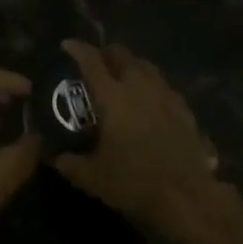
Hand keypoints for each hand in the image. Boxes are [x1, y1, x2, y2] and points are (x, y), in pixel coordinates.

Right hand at [52, 40, 226, 238]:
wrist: (188, 198)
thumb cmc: (135, 183)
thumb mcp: (93, 178)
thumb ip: (70, 163)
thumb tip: (54, 156)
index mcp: (113, 96)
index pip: (91, 61)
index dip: (77, 49)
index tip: (66, 45)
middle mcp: (139, 86)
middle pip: (121, 54)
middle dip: (106, 53)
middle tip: (96, 63)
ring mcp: (165, 95)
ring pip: (145, 65)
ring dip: (130, 65)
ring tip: (122, 78)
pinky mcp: (184, 109)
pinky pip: (163, 85)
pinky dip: (150, 85)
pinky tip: (149, 102)